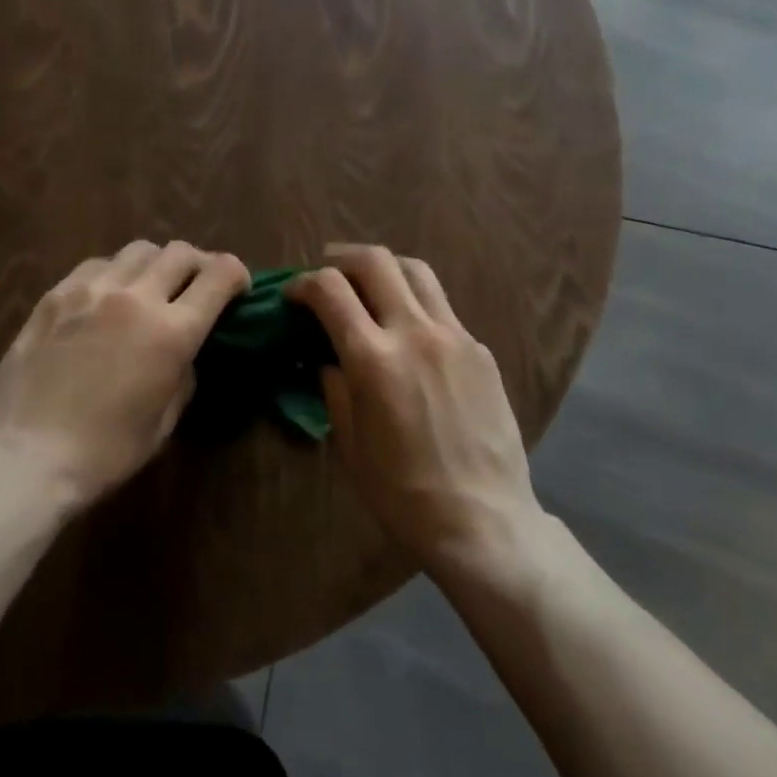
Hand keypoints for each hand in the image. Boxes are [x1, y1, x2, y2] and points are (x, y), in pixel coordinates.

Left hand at [0, 240, 249, 508]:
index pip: (220, 274)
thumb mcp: (165, 422)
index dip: (237, 274)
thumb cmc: (104, 453)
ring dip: (157, 264)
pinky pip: (97, 264)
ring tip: (149, 287)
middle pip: (182, 252)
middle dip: (199, 265)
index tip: (237, 288)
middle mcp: (136, 297)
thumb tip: (185, 350)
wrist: (24, 458)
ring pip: (140, 249)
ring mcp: (92, 290)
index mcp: (172, 332)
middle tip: (196, 286)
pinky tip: (106, 297)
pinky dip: (115, 272)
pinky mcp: (56, 294)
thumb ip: (184, 373)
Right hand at [289, 244, 539, 574]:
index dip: (304, 283)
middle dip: (342, 257)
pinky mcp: (480, 349)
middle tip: (329, 271)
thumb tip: (328, 358)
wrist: (483, 519)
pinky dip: (417, 304)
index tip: (293, 295)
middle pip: (375, 261)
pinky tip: (411, 333)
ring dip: (385, 268)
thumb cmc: (403, 492)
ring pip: (416, 271)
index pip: (330, 289)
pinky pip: (443, 308)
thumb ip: (335, 389)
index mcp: (373, 358)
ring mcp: (454, 335)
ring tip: (371, 283)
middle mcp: (414, 332)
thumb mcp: (350, 444)